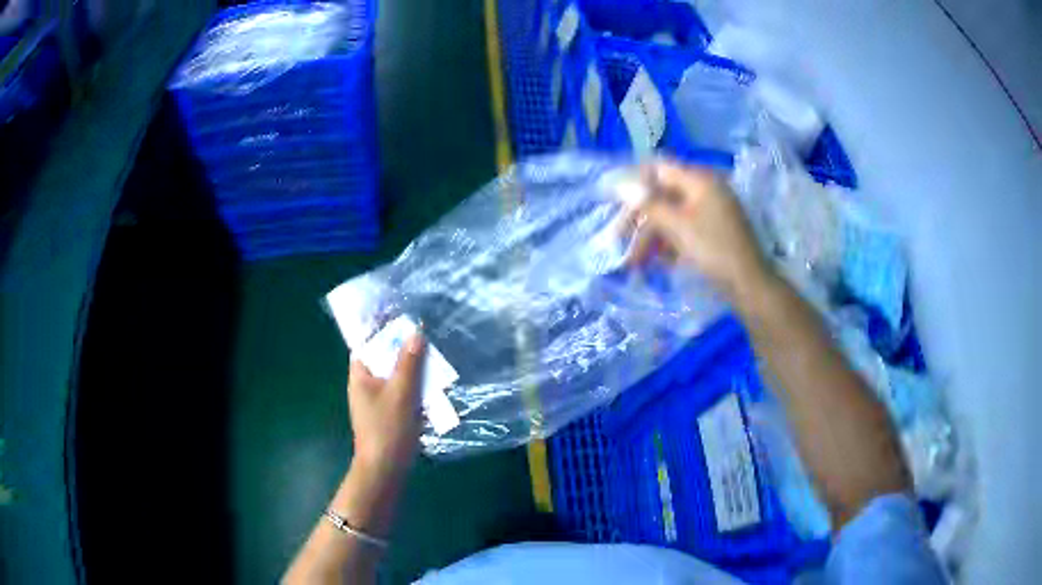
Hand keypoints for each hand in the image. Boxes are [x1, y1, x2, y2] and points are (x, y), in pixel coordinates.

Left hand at [347, 333, 424, 477]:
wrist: (386, 468)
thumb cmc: (388, 428)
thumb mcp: (401, 392)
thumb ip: (408, 362)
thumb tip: (416, 332)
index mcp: (360, 375)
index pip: (367, 343)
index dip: (382, 329)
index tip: (403, 319)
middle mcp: (365, 385)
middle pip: (383, 358)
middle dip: (404, 350)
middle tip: (426, 340)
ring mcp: (377, 401)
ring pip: (395, 376)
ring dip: (413, 370)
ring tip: (434, 363)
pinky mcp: (389, 414)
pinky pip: (401, 393)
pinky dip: (414, 388)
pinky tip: (432, 389)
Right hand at [629, 161, 769, 301]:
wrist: (748, 285)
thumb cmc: (713, 250)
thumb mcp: (677, 226)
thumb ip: (648, 204)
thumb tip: (620, 184)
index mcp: (700, 180)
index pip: (659, 169)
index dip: (634, 181)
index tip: (611, 200)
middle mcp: (705, 190)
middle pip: (662, 197)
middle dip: (640, 220)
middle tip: (617, 240)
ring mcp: (709, 212)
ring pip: (670, 217)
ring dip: (650, 238)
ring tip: (634, 263)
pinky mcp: (711, 232)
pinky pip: (682, 231)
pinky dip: (667, 244)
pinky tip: (656, 263)